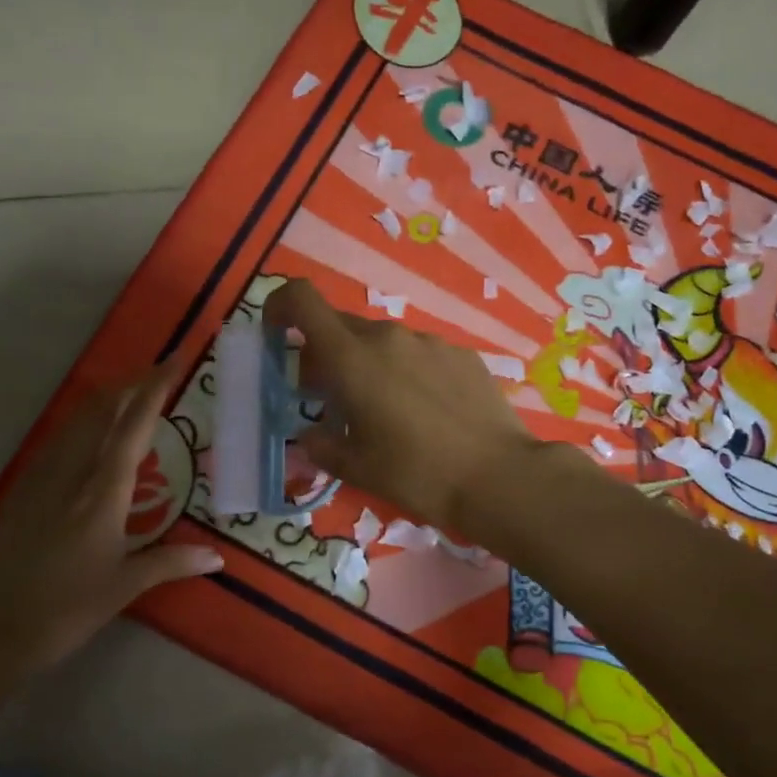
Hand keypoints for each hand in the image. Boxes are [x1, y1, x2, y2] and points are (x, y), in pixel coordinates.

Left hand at [0, 361, 222, 669]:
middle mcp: (71, 474)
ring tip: (130, 392)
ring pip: (76, 421)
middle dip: (130, 384)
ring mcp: (41, 478)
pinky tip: (90, 431)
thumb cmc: (67, 610)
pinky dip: (83, 422)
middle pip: (101, 411)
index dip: (154, 390)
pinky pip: (58, 440)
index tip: (173, 362)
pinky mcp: (23, 490)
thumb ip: (172, 562)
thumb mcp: (125, 587)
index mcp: (102, 494)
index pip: (133, 428)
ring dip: (105, 399)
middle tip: (158, 372)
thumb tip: (217, 558)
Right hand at [264, 279, 545, 533]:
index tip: (277, 334)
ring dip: (368, 364)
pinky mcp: (461, 354)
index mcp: (352, 358)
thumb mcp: (357, 468)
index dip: (281, 306)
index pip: (303, 300)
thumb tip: (311, 436)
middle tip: (330, 396)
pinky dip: (407, 371)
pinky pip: (419, 353)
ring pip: (381, 341)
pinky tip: (426, 411)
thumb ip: (321, 446)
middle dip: (324, 354)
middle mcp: (388, 337)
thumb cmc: (416, 473)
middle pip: (341, 327)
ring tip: (383, 410)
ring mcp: (429, 342)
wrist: (499, 477)